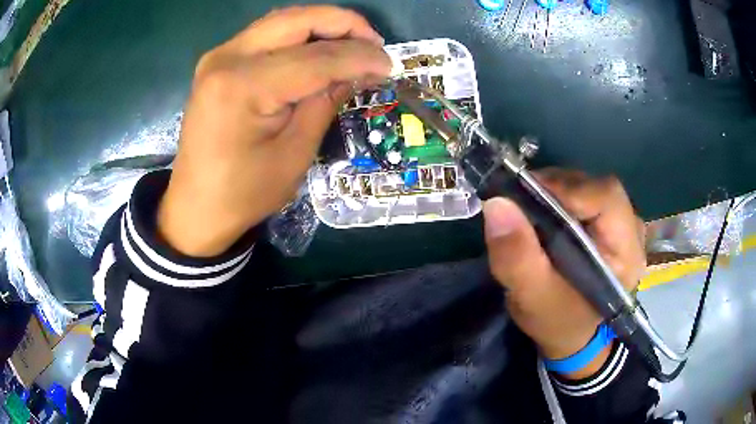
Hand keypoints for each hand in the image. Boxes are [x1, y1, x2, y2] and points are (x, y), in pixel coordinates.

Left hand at [158, 6, 390, 256]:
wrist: (196, 206)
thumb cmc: (244, 193)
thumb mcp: (295, 153)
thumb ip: (325, 102)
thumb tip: (358, 71)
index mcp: (243, 86)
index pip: (316, 58)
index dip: (359, 57)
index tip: (390, 63)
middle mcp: (227, 58)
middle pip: (297, 21)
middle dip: (343, 24)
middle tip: (374, 43)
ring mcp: (219, 56)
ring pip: (282, 21)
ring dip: (322, 25)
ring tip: (354, 43)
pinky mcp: (218, 62)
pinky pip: (267, 34)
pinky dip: (298, 35)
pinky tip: (319, 48)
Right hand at [483, 169, 644, 377]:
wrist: (572, 334)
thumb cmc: (557, 322)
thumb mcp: (532, 297)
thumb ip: (516, 257)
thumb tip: (496, 204)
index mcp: (627, 253)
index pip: (606, 198)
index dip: (566, 190)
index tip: (524, 197)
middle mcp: (632, 230)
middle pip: (595, 187)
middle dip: (555, 190)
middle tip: (519, 203)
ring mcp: (623, 223)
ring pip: (588, 186)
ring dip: (555, 192)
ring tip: (528, 210)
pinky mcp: (609, 221)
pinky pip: (584, 195)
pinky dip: (559, 197)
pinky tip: (543, 214)